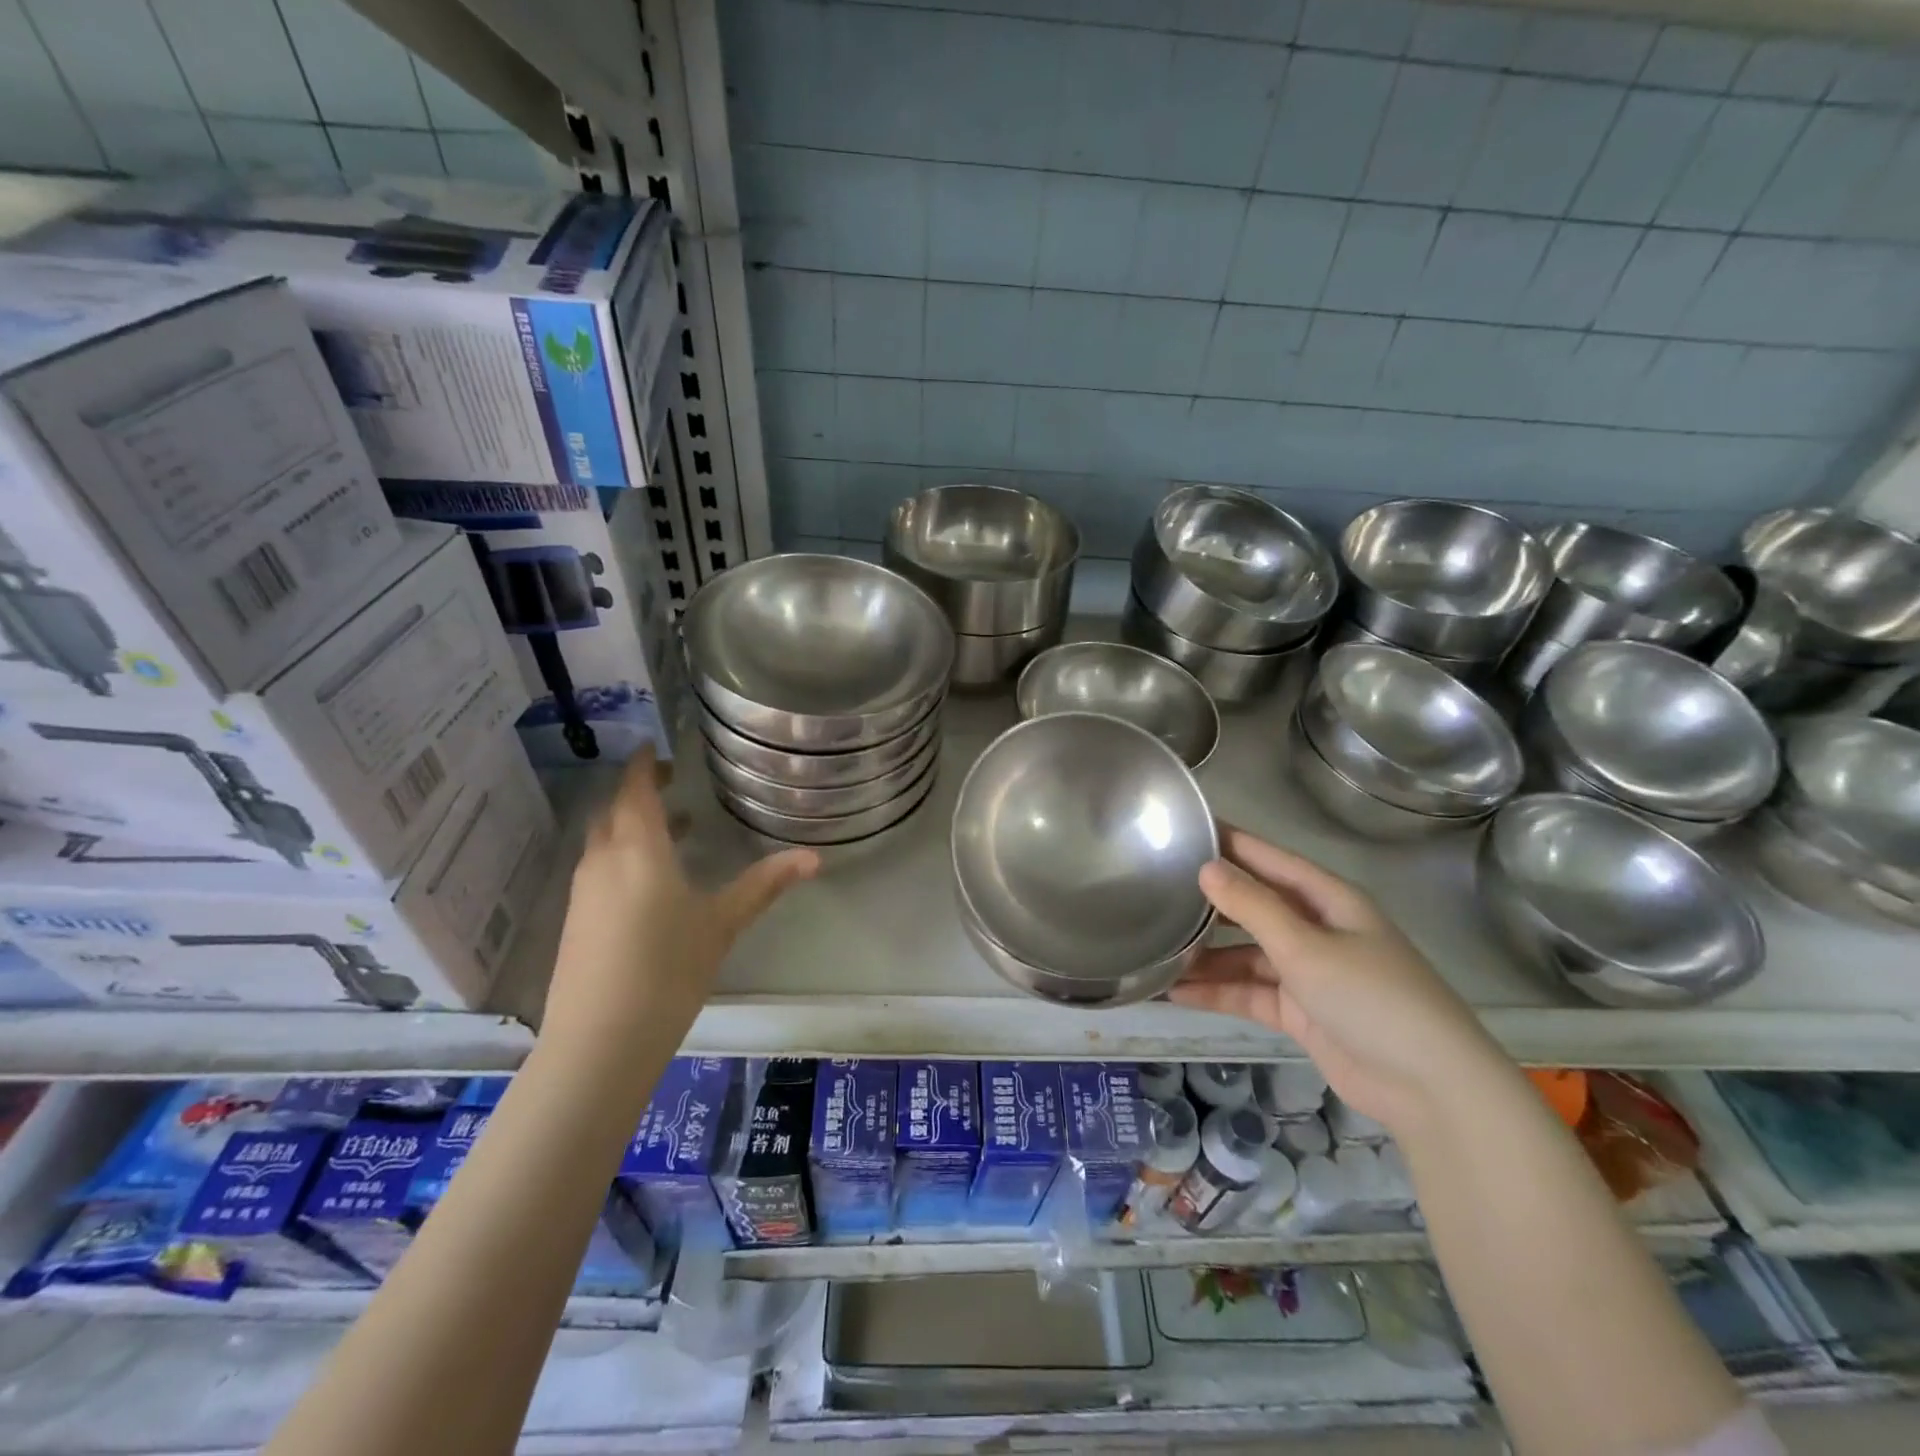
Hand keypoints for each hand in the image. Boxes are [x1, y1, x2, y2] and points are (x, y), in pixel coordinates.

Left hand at [543, 751, 817, 1051]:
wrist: (600, 1041)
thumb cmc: (668, 969)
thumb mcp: (722, 923)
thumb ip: (764, 885)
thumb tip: (814, 858)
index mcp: (638, 849)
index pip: (635, 789)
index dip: (643, 765)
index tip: (654, 747)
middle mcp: (602, 861)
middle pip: (614, 811)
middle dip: (639, 793)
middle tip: (673, 785)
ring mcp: (582, 892)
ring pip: (604, 841)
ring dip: (632, 827)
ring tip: (674, 830)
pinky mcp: (575, 921)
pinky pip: (598, 869)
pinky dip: (622, 856)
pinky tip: (650, 882)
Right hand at [1170, 826, 1506, 1138]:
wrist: (1430, 1089)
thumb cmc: (1372, 998)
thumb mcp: (1306, 946)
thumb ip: (1252, 907)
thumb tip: (1206, 867)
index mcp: (1326, 899)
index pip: (1267, 859)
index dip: (1227, 843)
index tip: (1183, 829)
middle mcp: (1315, 928)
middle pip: (1252, 907)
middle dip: (1207, 903)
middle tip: (1153, 891)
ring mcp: (1308, 971)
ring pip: (1245, 954)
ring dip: (1205, 955)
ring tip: (1154, 950)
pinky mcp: (1300, 1011)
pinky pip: (1249, 992)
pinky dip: (1217, 992)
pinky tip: (1174, 992)